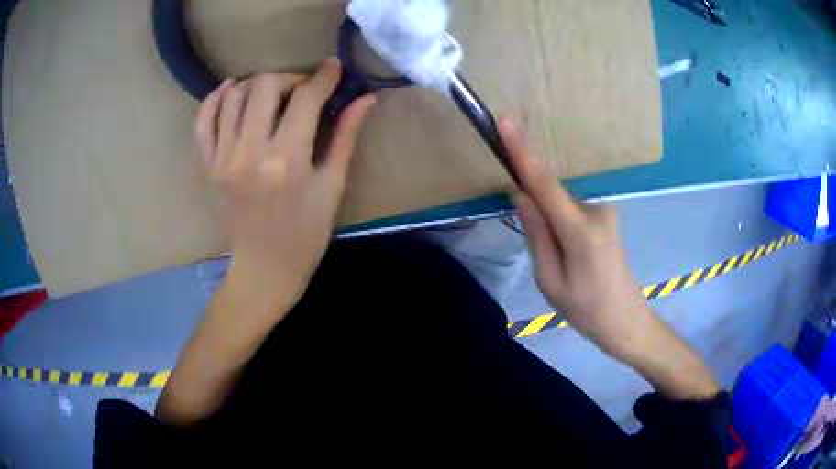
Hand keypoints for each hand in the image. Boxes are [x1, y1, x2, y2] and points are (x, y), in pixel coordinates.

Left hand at [195, 59, 376, 317]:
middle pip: (264, 87)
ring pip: (233, 96)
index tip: (334, 68)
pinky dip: (214, 98)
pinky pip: (203, 121)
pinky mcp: (208, 166)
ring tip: (273, 92)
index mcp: (287, 162)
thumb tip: (366, 98)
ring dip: (256, 83)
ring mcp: (223, 159)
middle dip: (289, 77)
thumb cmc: (307, 232)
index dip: (323, 78)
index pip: (305, 100)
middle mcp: (249, 154)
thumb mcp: (333, 184)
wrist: (266, 266)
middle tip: (304, 88)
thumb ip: (347, 136)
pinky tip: (229, 89)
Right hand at [500, 118, 650, 359]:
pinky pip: (570, 209)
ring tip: (563, 266)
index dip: (523, 151)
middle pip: (550, 196)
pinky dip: (560, 224)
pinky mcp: (606, 214)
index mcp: (580, 232)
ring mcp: (604, 210)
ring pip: (560, 205)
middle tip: (546, 258)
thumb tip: (521, 194)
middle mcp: (596, 210)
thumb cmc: (585, 310)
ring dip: (550, 225)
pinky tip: (571, 255)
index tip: (505, 121)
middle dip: (535, 213)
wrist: (626, 320)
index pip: (544, 183)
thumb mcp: (549, 281)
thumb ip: (536, 234)